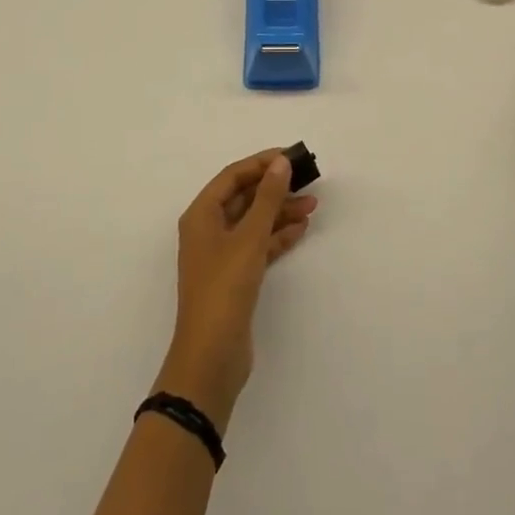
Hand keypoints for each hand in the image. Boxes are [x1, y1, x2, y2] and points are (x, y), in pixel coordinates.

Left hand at [155, 151, 315, 434]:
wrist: (212, 357)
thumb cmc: (224, 289)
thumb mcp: (248, 238)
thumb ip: (267, 198)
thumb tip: (280, 162)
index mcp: (201, 215)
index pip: (233, 176)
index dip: (261, 163)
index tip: (291, 157)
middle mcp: (208, 230)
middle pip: (244, 197)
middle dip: (274, 188)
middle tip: (307, 180)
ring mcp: (221, 255)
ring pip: (254, 222)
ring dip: (280, 211)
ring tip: (313, 205)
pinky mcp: (235, 277)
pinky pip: (258, 245)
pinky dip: (277, 236)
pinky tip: (301, 229)